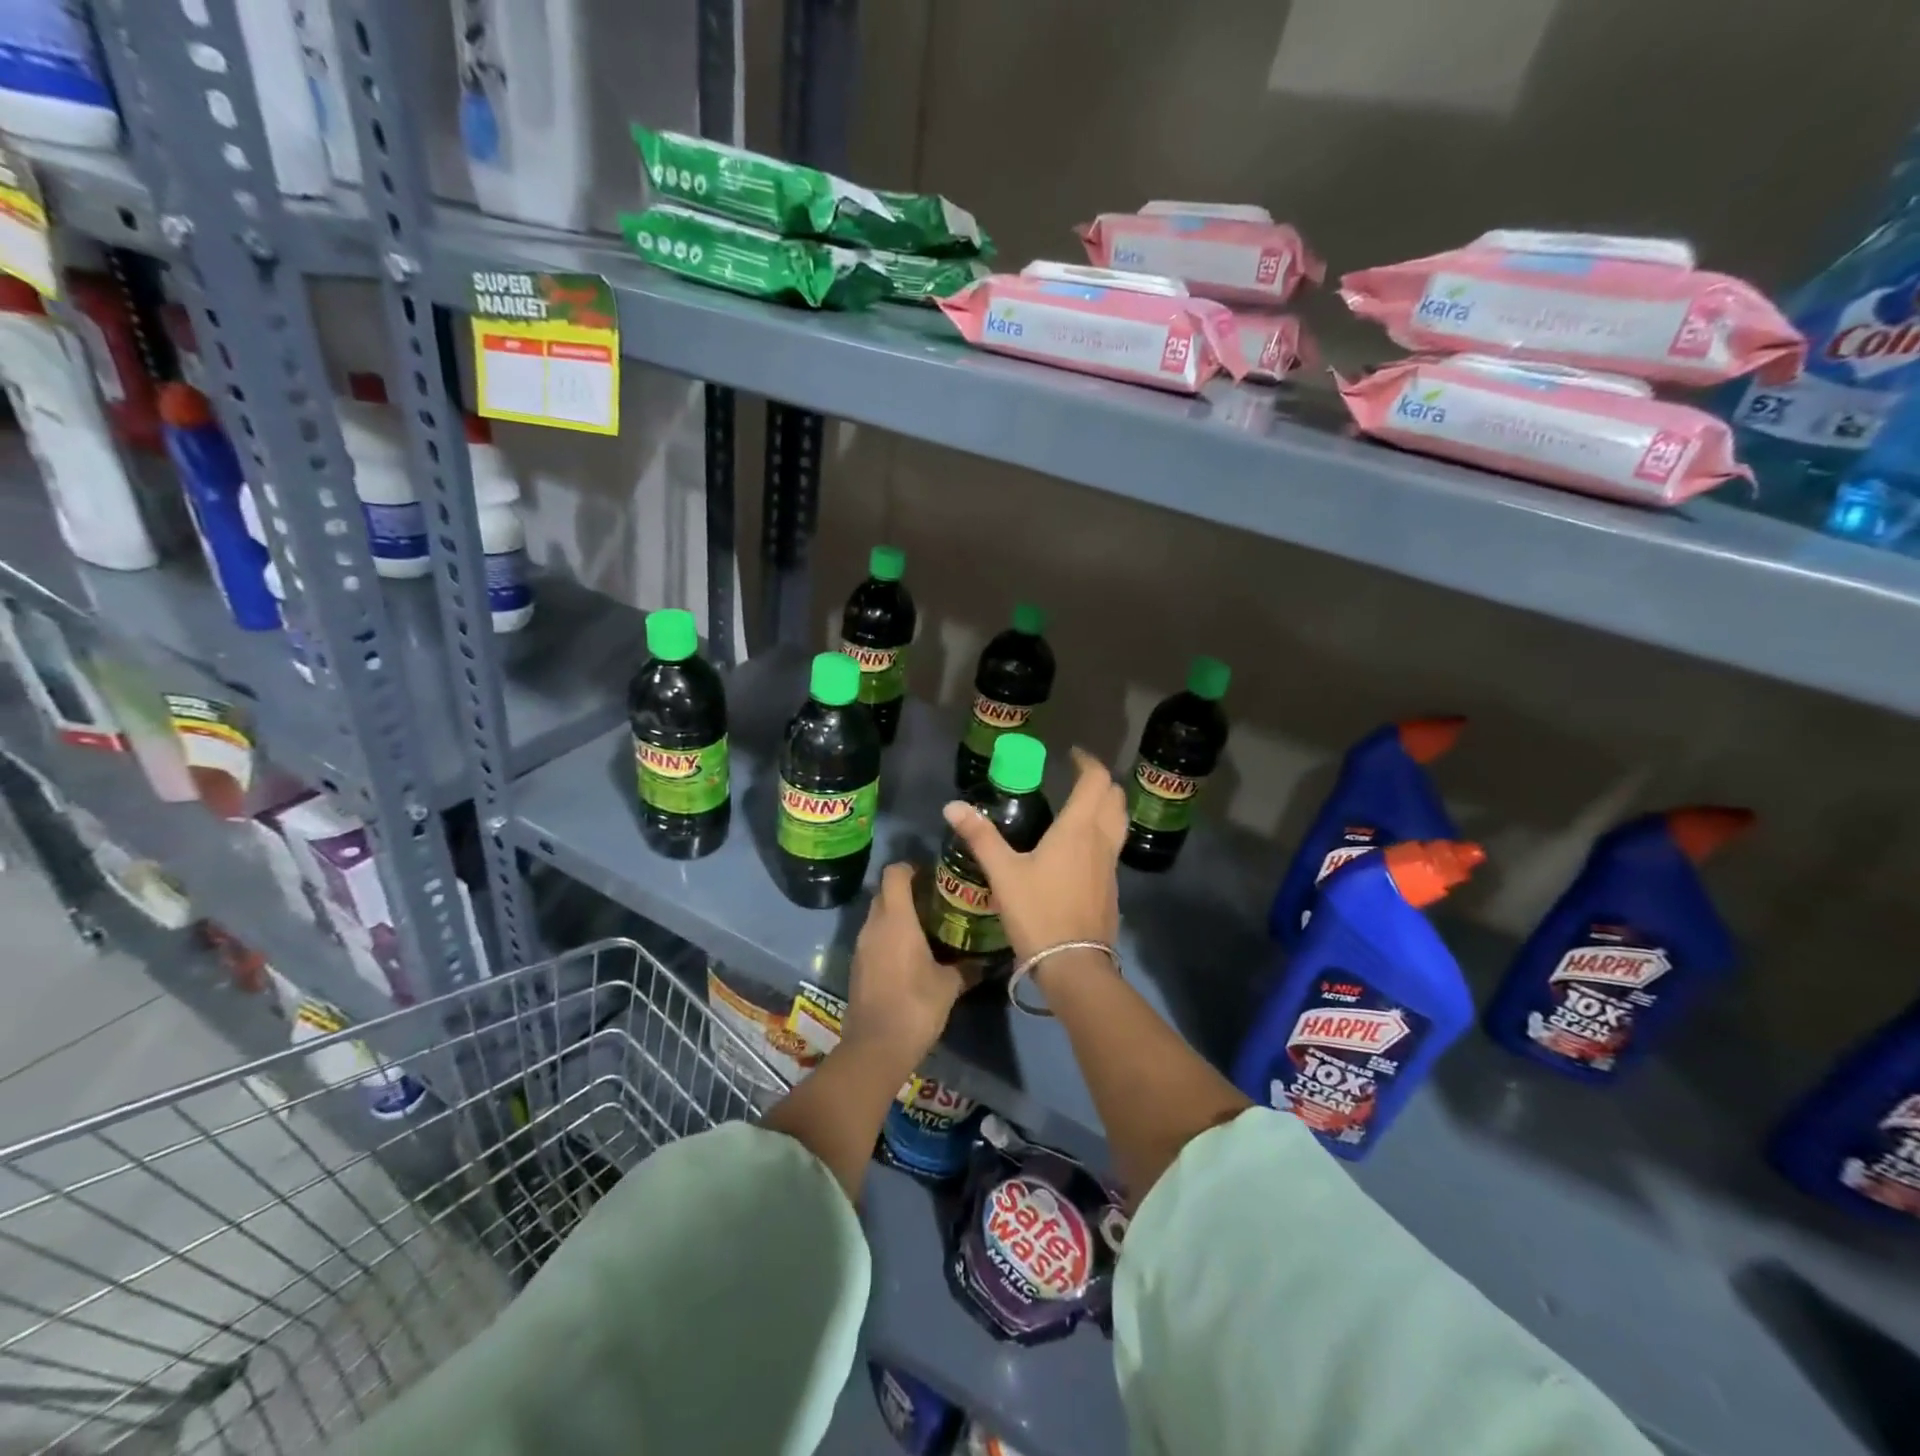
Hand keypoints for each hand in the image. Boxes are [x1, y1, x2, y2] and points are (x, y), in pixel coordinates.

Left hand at [842, 863, 968, 1072]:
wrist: (876, 1047)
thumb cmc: (916, 1006)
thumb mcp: (949, 986)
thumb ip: (968, 967)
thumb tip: (987, 960)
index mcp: (896, 920)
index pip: (894, 873)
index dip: (911, 867)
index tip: (932, 875)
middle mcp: (874, 926)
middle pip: (884, 892)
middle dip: (906, 891)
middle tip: (934, 900)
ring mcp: (861, 946)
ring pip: (877, 916)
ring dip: (896, 915)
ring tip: (925, 927)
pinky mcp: (857, 966)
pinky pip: (872, 938)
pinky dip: (888, 937)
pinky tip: (909, 954)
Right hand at [941, 747, 1127, 961]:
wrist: (1074, 965)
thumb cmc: (1039, 912)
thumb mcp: (1004, 873)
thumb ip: (980, 837)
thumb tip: (952, 806)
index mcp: (1078, 829)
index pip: (1096, 781)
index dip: (1088, 762)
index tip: (1072, 755)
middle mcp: (1102, 840)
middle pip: (1115, 798)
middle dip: (1101, 781)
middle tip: (1077, 778)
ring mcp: (1111, 865)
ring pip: (1119, 822)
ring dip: (1107, 806)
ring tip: (1082, 807)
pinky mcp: (1112, 887)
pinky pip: (1113, 847)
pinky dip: (1104, 833)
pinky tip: (1081, 849)